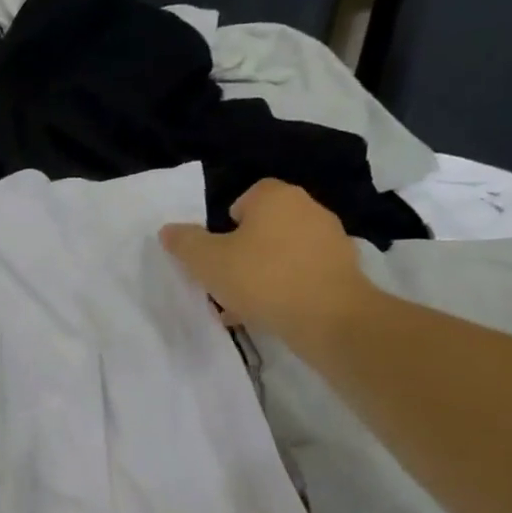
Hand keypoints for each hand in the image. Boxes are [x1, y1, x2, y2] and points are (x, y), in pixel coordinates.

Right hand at [159, 180, 371, 344]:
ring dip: (263, 271)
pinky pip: (302, 273)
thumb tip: (168, 230)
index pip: (248, 196)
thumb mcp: (207, 261)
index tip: (217, 250)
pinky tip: (269, 312)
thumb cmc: (261, 278)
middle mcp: (307, 209)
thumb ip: (185, 243)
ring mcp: (330, 239)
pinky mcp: (343, 269)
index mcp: (275, 197)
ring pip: (283, 252)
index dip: (228, 222)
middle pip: (265, 225)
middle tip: (225, 277)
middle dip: (244, 249)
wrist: (328, 316)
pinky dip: (285, 287)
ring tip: (243, 303)